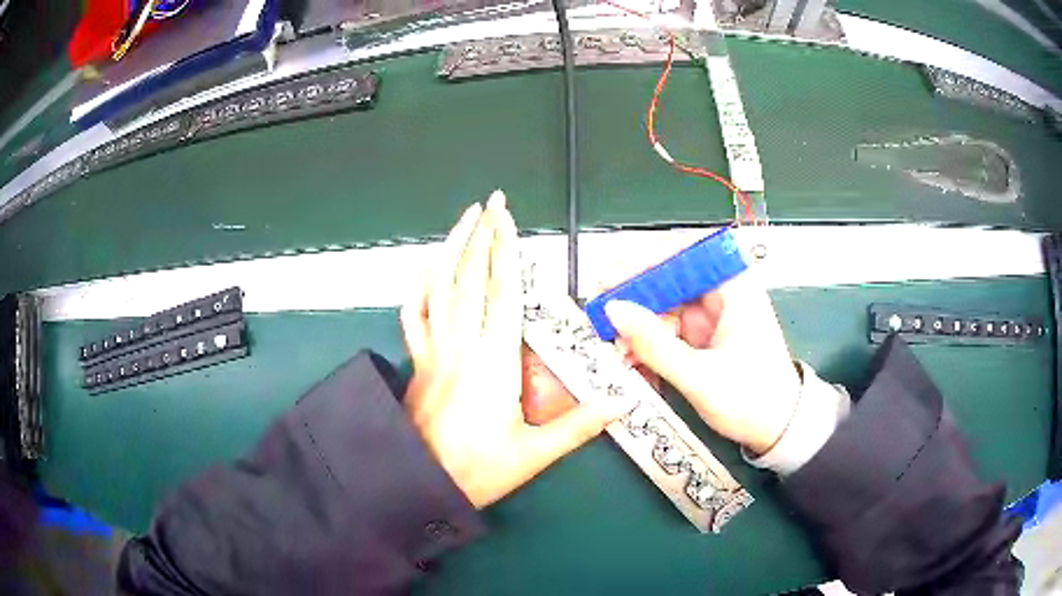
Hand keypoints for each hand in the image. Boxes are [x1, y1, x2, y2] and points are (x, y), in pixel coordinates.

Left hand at [401, 191, 635, 507]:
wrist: (418, 482)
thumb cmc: (477, 470)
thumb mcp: (534, 454)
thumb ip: (580, 425)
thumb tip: (623, 401)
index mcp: (493, 362)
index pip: (501, 293)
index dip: (505, 252)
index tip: (507, 219)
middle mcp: (461, 346)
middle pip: (469, 278)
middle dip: (480, 235)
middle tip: (490, 202)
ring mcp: (433, 350)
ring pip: (438, 287)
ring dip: (450, 248)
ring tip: (463, 219)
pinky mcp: (417, 360)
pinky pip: (413, 315)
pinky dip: (420, 286)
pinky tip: (427, 268)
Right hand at [604, 274, 800, 453]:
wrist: (778, 430)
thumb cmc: (753, 400)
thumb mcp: (700, 376)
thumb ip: (655, 345)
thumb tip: (615, 311)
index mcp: (735, 288)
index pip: (685, 253)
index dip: (645, 260)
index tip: (612, 276)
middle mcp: (723, 294)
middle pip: (670, 279)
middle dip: (636, 298)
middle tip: (603, 315)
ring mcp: (713, 316)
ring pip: (665, 306)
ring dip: (639, 325)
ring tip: (617, 347)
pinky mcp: (705, 336)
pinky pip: (669, 329)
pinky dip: (650, 342)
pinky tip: (634, 358)